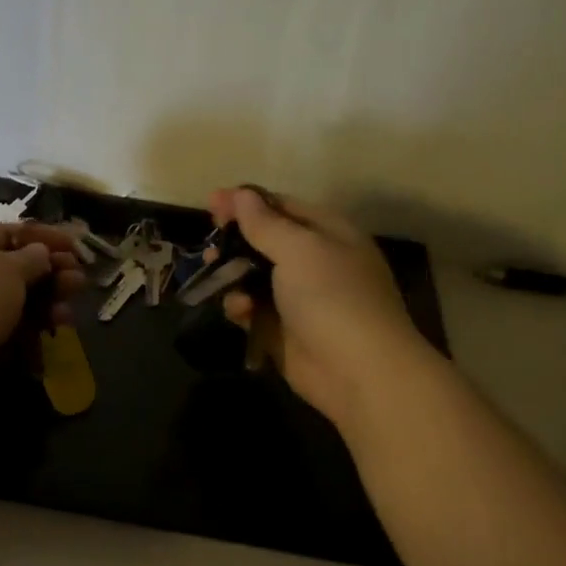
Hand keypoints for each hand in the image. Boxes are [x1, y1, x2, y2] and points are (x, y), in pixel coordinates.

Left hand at [0, 222, 84, 410]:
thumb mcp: (9, 269)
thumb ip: (33, 259)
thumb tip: (40, 254)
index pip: (11, 232)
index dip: (46, 238)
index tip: (78, 248)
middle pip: (16, 269)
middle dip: (51, 275)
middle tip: (80, 283)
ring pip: (14, 303)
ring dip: (45, 305)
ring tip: (68, 315)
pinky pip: (6, 331)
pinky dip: (29, 332)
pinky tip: (50, 336)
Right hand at [208, 187, 426, 428]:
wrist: (357, 370)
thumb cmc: (332, 297)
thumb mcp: (299, 249)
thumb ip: (265, 223)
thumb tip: (242, 194)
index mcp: (328, 232)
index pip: (283, 206)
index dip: (247, 202)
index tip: (212, 202)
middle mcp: (315, 261)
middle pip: (265, 241)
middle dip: (235, 240)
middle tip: (209, 245)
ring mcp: (299, 298)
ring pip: (254, 277)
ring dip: (232, 274)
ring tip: (213, 273)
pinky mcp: (283, 330)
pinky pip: (253, 310)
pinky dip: (241, 306)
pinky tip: (238, 310)